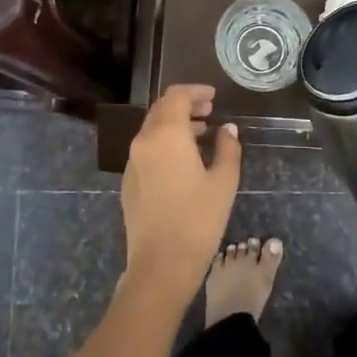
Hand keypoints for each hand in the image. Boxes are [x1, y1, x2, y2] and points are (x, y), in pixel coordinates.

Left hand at [120, 85, 241, 305]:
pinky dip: (164, 143)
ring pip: (152, 129)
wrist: (161, 264)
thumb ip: (228, 148)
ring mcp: (132, 162)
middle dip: (185, 105)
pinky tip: (183, 161)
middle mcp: (144, 141)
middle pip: (161, 109)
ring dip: (175, 125)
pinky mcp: (129, 181)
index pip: (176, 96)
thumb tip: (228, 130)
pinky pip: (146, 149)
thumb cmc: (198, 220)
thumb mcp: (224, 181)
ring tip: (202, 134)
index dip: (196, 92)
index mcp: (167, 134)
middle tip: (209, 112)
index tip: (213, 97)